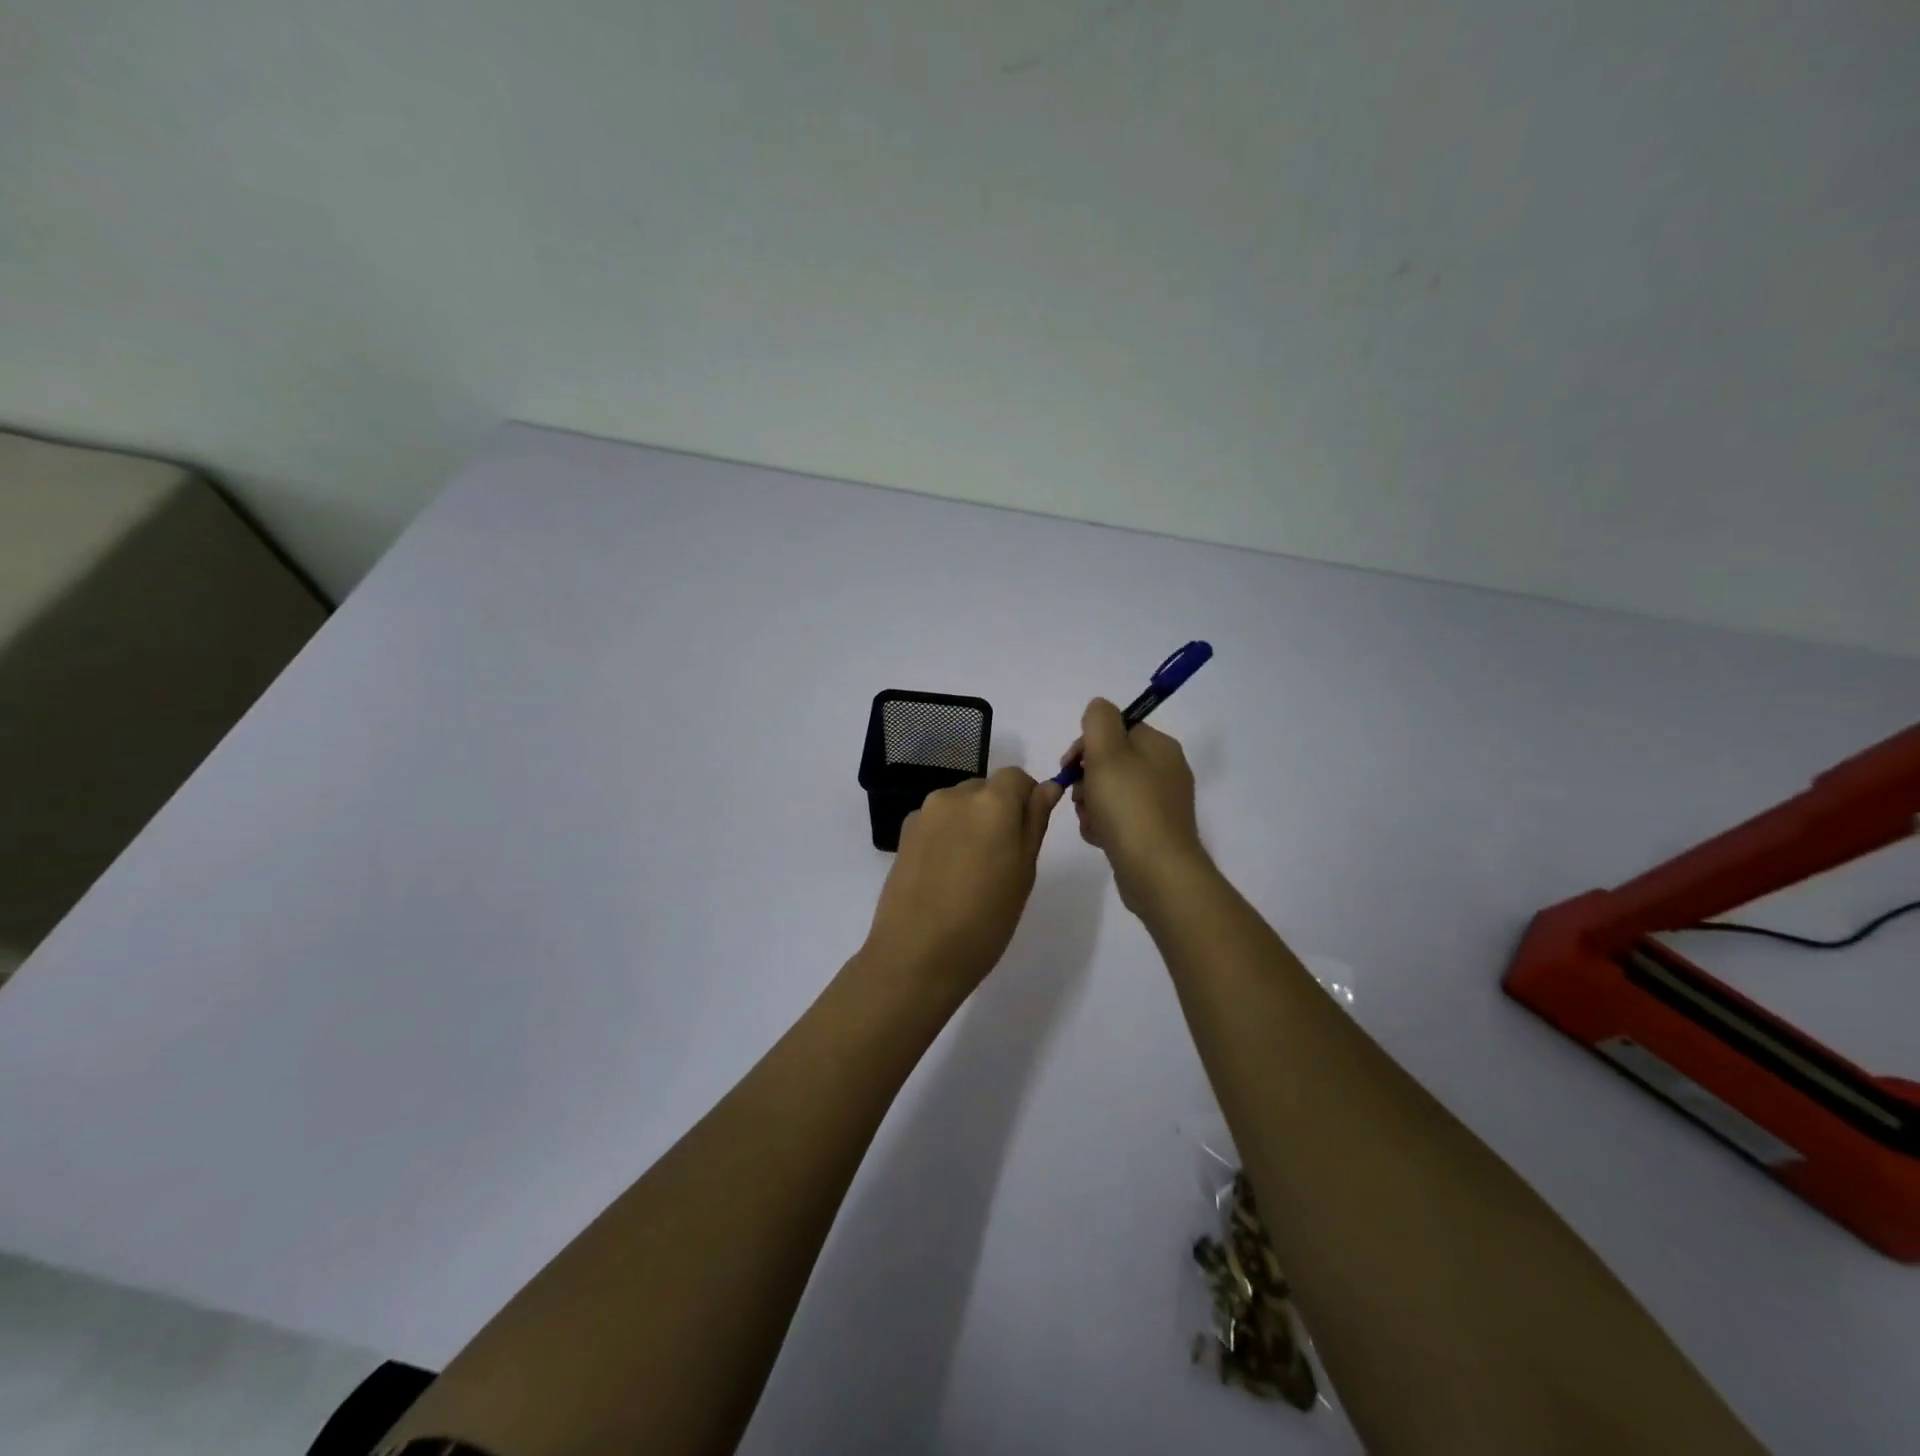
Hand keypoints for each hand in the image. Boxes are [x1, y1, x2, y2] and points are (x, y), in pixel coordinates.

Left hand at [863, 767, 1062, 997]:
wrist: (917, 954)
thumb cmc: (985, 919)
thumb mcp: (1024, 872)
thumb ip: (1034, 822)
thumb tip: (1047, 787)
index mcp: (991, 802)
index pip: (1016, 777)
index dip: (1026, 798)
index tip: (1026, 834)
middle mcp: (955, 796)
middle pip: (986, 788)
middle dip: (997, 811)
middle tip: (1001, 858)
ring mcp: (924, 813)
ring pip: (959, 804)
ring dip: (971, 823)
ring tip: (970, 871)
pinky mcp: (903, 833)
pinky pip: (937, 821)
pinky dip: (947, 836)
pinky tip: (944, 875)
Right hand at [1064, 698, 1208, 912]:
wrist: (1156, 871)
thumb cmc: (1128, 806)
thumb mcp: (1107, 752)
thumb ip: (1098, 720)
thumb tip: (1098, 709)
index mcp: (1160, 747)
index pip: (1117, 728)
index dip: (1087, 743)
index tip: (1071, 764)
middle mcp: (1165, 771)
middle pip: (1110, 761)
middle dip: (1086, 777)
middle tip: (1080, 795)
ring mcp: (1160, 804)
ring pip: (1109, 792)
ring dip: (1090, 804)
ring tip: (1090, 821)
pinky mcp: (1152, 833)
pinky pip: (1117, 819)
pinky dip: (1102, 825)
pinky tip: (1098, 837)